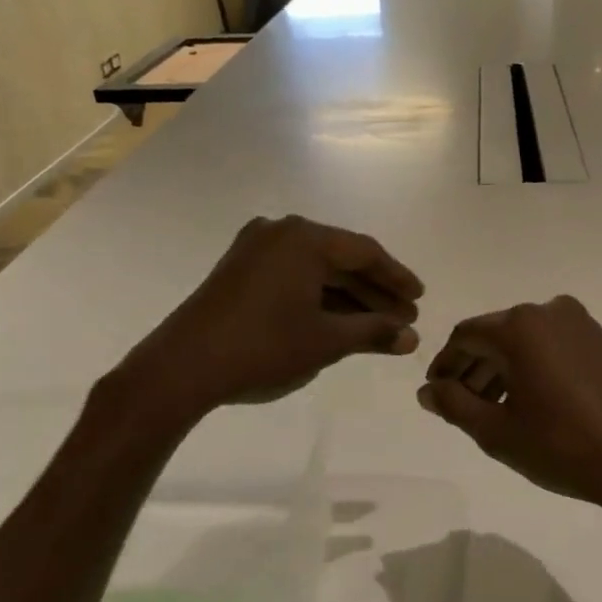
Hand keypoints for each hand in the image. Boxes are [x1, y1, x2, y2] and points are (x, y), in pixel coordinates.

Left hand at [118, 216, 423, 416]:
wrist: (182, 368)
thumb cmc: (263, 347)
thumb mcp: (326, 341)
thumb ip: (374, 332)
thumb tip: (412, 338)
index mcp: (304, 239)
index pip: (365, 252)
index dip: (397, 278)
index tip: (419, 299)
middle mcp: (280, 233)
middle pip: (341, 259)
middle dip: (375, 292)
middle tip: (404, 319)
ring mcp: (255, 250)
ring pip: (316, 270)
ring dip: (349, 297)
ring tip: (378, 326)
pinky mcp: (239, 271)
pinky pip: (293, 276)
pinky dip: (319, 298)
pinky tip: (339, 321)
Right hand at [417, 296, 601, 521]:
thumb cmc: (561, 446)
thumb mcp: (496, 431)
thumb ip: (454, 404)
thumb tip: (427, 390)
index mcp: (520, 326)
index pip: (465, 336)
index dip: (444, 365)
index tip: (435, 394)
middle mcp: (549, 311)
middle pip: (495, 334)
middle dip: (472, 368)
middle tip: (458, 406)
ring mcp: (580, 324)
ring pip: (524, 341)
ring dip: (501, 369)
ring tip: (490, 409)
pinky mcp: (599, 341)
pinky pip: (550, 346)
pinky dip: (530, 367)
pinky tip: (526, 401)